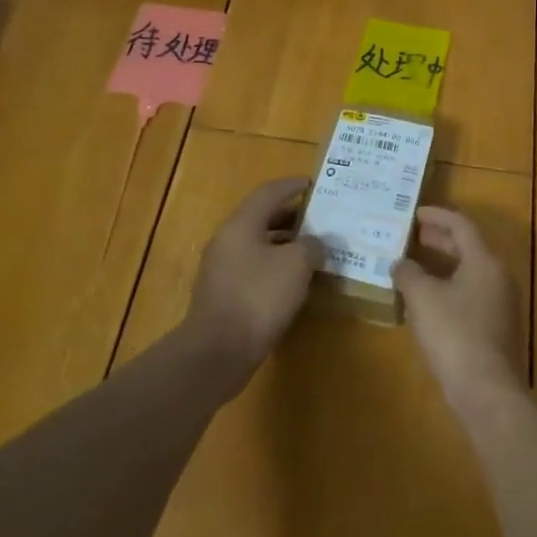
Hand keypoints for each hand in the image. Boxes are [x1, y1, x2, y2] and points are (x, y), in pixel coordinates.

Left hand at [185, 177, 322, 394]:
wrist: (217, 352)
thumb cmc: (258, 297)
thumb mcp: (296, 265)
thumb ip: (311, 245)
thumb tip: (314, 243)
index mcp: (241, 224)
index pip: (269, 192)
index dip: (292, 185)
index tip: (313, 183)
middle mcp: (228, 240)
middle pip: (262, 217)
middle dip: (291, 215)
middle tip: (319, 217)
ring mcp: (223, 269)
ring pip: (258, 244)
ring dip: (285, 243)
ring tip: (313, 249)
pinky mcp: (225, 295)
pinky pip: (254, 268)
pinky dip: (276, 267)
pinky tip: (295, 281)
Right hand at [394, 207, 522, 413]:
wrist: (487, 391)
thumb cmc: (454, 334)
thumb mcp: (423, 298)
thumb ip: (409, 274)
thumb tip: (400, 263)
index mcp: (484, 261)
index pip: (461, 225)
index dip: (437, 216)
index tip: (415, 213)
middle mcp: (498, 276)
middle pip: (469, 247)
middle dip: (440, 240)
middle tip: (414, 236)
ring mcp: (502, 304)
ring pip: (470, 272)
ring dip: (444, 265)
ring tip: (417, 266)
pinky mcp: (498, 328)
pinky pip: (472, 294)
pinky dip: (450, 287)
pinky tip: (429, 301)